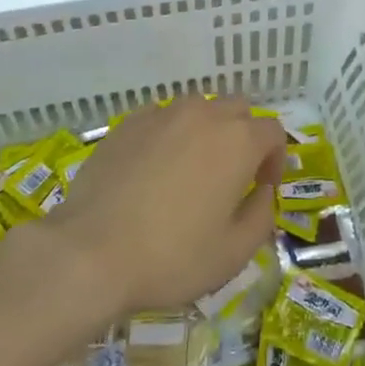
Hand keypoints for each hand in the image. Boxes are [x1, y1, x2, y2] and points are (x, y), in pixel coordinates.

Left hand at [45, 96, 284, 316]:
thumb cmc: (171, 257)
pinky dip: (169, 134)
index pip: (273, 132)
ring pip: (199, 108)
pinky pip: (161, 117)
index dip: (275, 158)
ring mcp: (163, 114)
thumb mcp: (234, 253)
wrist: (89, 253)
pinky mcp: (128, 123)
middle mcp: (205, 115)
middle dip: (243, 136)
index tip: (262, 188)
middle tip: (231, 176)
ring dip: (206, 131)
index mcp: (239, 141)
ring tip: (191, 168)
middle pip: (238, 110)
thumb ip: (262, 215)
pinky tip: (154, 168)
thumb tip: (262, 192)